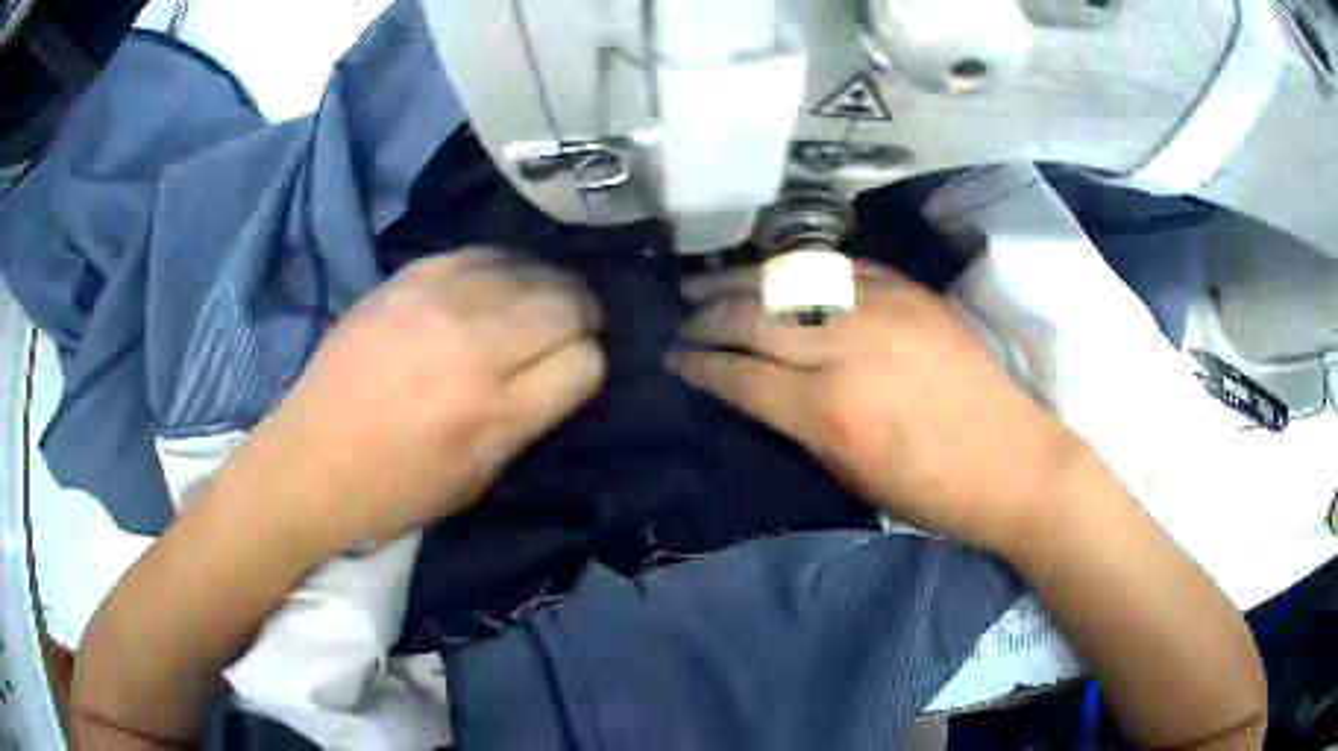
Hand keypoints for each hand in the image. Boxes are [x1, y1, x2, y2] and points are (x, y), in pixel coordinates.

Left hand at [225, 248, 605, 553]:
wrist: (311, 460)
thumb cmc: (397, 490)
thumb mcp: (479, 478)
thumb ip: (529, 420)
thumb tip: (565, 369)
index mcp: (493, 414)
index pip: (584, 363)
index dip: (592, 364)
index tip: (580, 369)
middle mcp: (471, 348)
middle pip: (565, 304)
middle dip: (584, 315)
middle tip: (578, 325)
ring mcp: (434, 303)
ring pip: (529, 268)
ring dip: (549, 285)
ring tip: (545, 299)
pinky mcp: (406, 278)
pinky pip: (480, 252)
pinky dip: (504, 266)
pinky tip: (502, 282)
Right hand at [669, 261, 1084, 552]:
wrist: (1015, 461)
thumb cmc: (934, 493)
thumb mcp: (853, 478)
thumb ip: (800, 427)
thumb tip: (760, 393)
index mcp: (829, 412)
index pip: (740, 376)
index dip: (698, 366)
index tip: (673, 359)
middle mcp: (847, 349)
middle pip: (754, 320)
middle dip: (706, 318)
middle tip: (680, 319)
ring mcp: (882, 310)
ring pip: (790, 282)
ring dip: (740, 282)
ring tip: (707, 284)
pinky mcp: (911, 292)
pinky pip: (841, 268)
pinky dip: (801, 271)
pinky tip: (779, 274)